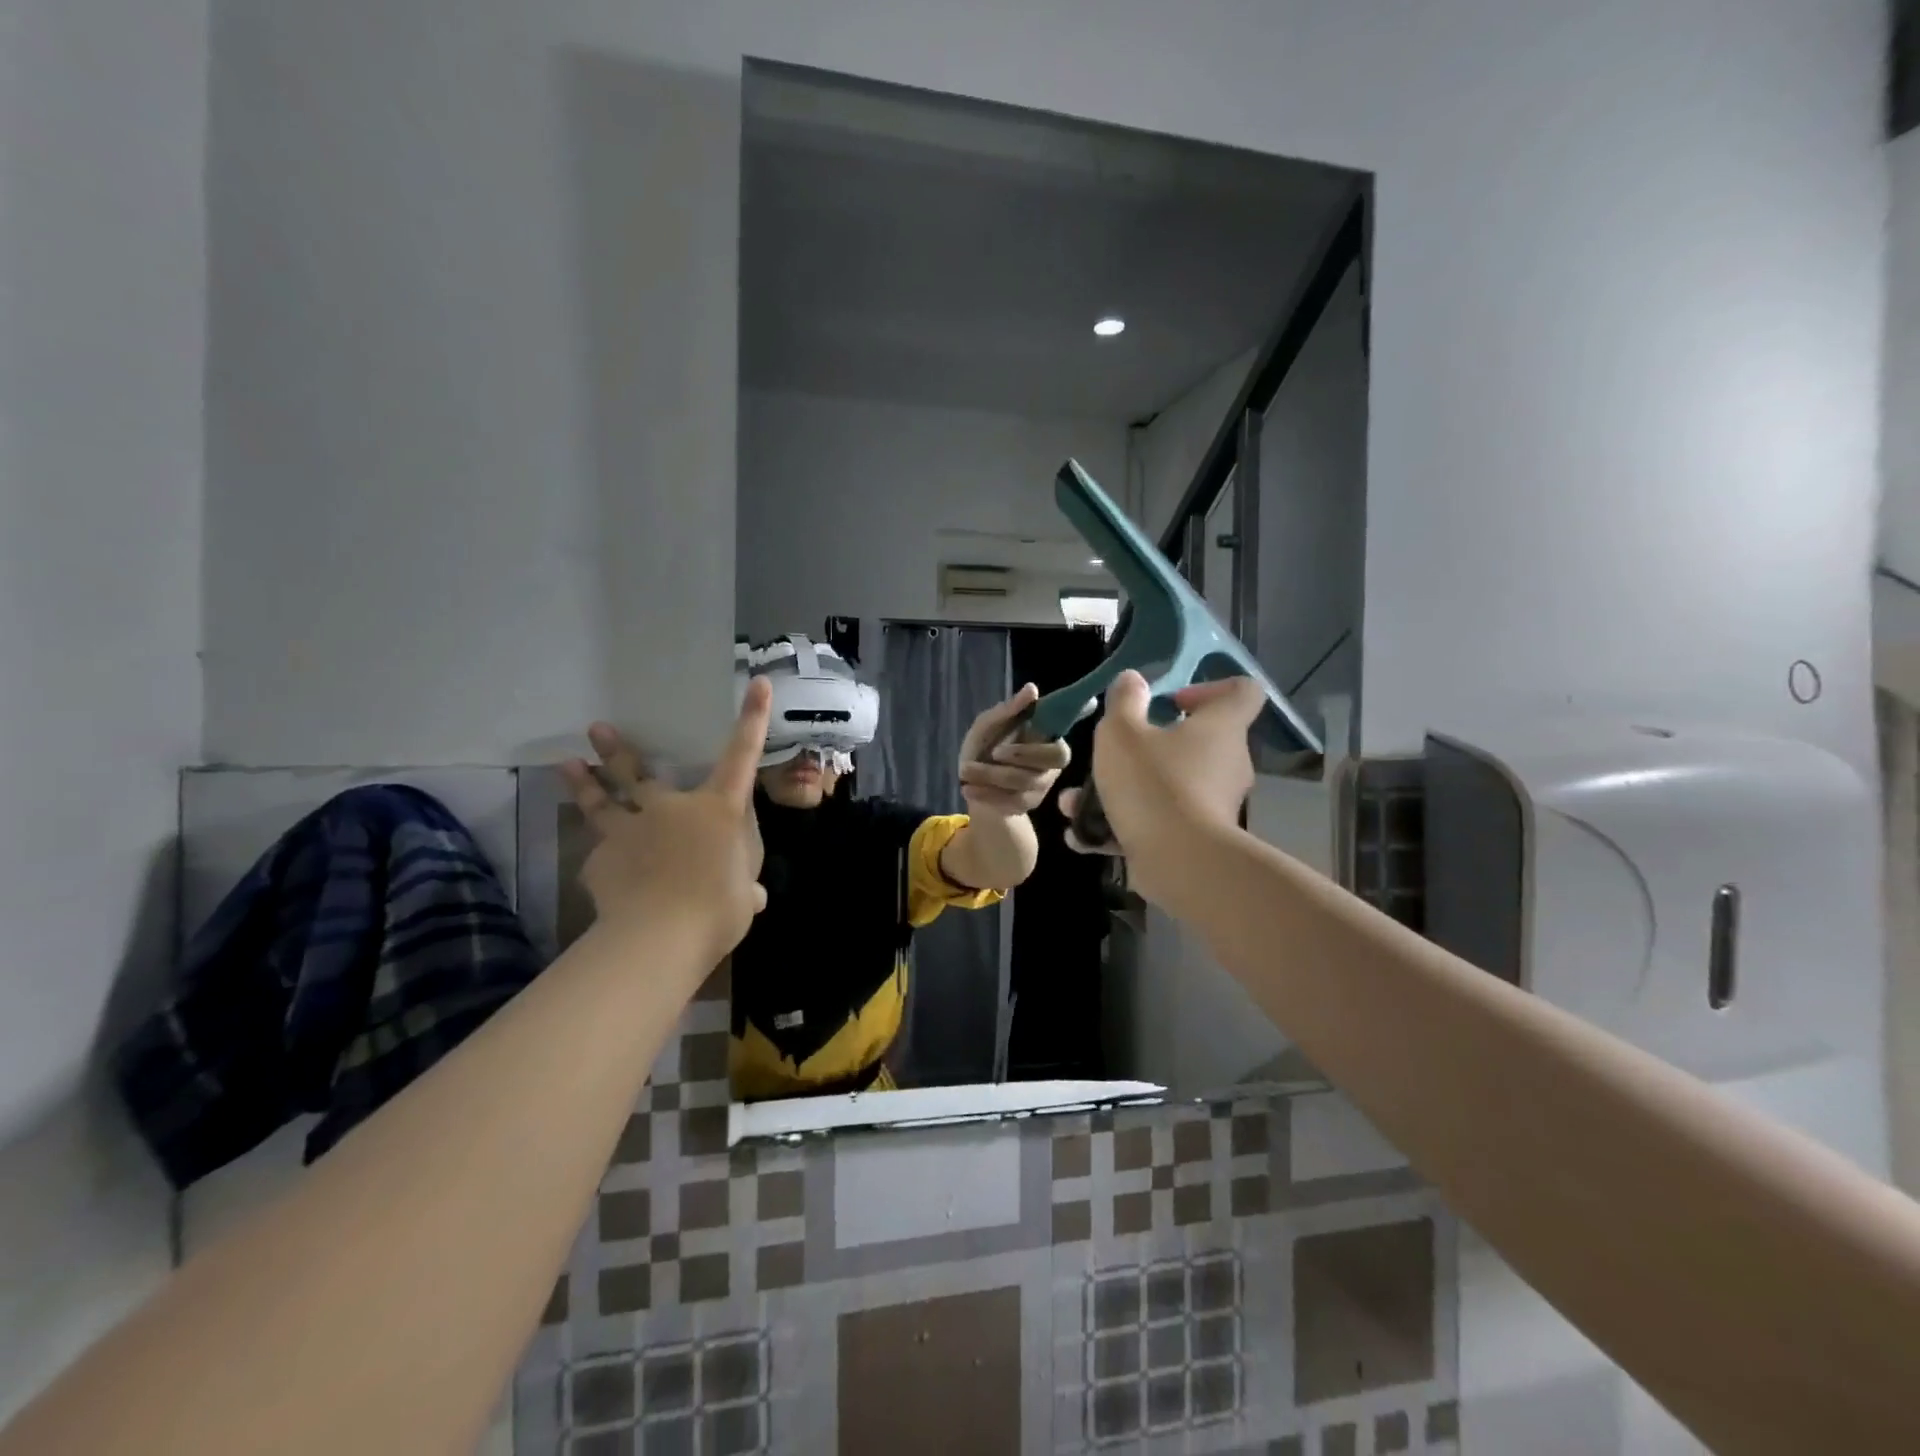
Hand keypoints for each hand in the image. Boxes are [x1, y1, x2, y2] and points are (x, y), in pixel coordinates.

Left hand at [560, 679, 772, 969]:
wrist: (660, 935)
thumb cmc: (718, 908)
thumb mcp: (744, 899)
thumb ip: (745, 889)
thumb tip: (751, 896)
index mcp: (716, 810)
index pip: (741, 757)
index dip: (752, 719)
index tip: (757, 683)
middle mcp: (671, 809)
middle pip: (639, 774)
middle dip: (617, 750)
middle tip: (595, 728)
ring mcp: (629, 831)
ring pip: (602, 803)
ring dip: (584, 783)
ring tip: (567, 765)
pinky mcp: (600, 860)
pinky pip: (602, 857)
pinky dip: (605, 861)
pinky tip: (604, 874)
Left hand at [956, 682, 1071, 816]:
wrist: (970, 784)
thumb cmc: (983, 747)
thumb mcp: (987, 726)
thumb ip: (1008, 710)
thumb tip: (1032, 689)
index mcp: (1046, 735)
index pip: (1068, 723)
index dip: (1079, 713)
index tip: (1090, 701)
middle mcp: (1052, 761)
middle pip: (1055, 757)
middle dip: (1022, 754)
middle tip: (994, 752)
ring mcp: (1043, 784)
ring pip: (1026, 780)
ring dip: (992, 775)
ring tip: (965, 770)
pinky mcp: (1030, 804)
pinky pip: (1014, 801)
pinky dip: (988, 793)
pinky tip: (969, 789)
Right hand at [1059, 671, 1264, 893]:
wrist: (1180, 862)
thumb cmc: (1153, 782)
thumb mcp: (1122, 732)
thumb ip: (1124, 701)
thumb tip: (1133, 680)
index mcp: (1221, 727)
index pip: (1241, 692)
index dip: (1208, 688)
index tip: (1170, 702)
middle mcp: (1226, 763)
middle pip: (1195, 742)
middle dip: (1148, 746)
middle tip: (1113, 753)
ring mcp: (1214, 805)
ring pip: (1166, 786)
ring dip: (1123, 790)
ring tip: (1077, 802)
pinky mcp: (1197, 839)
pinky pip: (1159, 822)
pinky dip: (1123, 826)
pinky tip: (1083, 835)